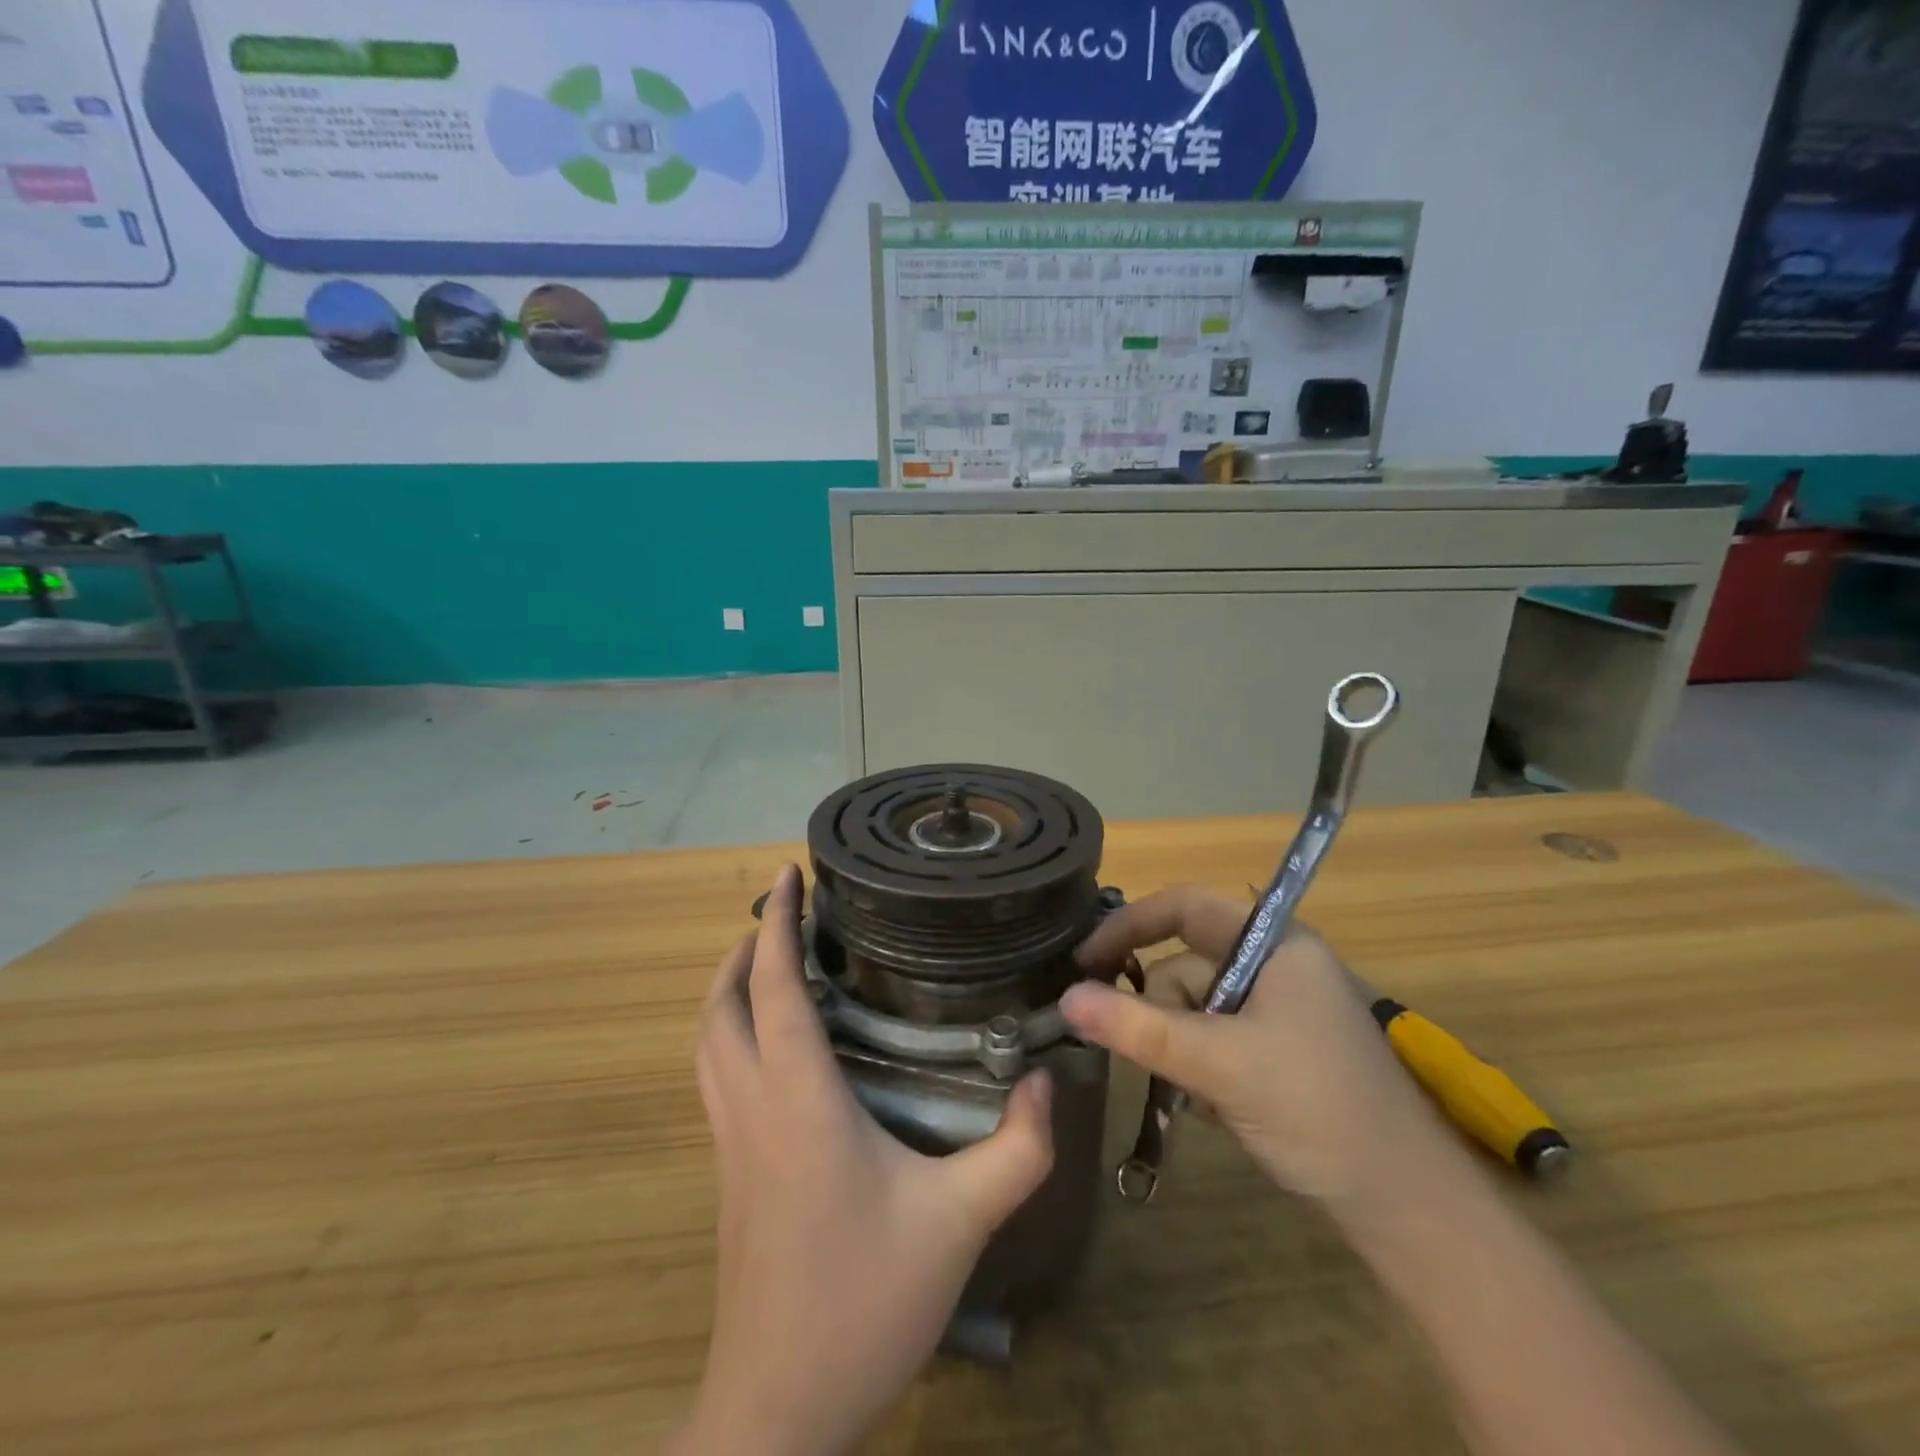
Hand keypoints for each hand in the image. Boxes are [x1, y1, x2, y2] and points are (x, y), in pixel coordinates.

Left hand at [669, 865, 1055, 1455]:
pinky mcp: (728, 1175)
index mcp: (797, 1101)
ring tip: (767, 963)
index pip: (772, 988)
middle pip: (720, 1007)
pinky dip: (731, 1035)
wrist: (777, 1413)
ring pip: (707, 1043)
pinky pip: (716, 1078)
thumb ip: (1014, 1151)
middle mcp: (751, 1108)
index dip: (775, 924)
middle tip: (781, 915)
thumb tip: (1044, 1081)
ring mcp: (730, 1144)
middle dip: (743, 948)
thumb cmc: (862, 1304)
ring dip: (728, 991)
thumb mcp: (959, 1225)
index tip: (786, 875)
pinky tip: (772, 1048)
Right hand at [1065, 885, 1450, 1220]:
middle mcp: (1276, 965)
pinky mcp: (1278, 1050)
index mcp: (1275, 943)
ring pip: (1195, 1009)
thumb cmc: (1316, 1110)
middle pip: (1186, 964)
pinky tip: (1217, 1107)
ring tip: (1199, 1094)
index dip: (1130, 924)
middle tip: (1152, 1057)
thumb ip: (1139, 1029)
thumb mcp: (1219, 1064)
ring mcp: (1279, 1010)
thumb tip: (1067, 999)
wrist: (1405, 1206)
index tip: (1085, 960)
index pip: (1186, 906)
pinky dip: (1201, 1067)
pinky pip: (1214, 1039)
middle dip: (1161, 1011)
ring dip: (1181, 1048)